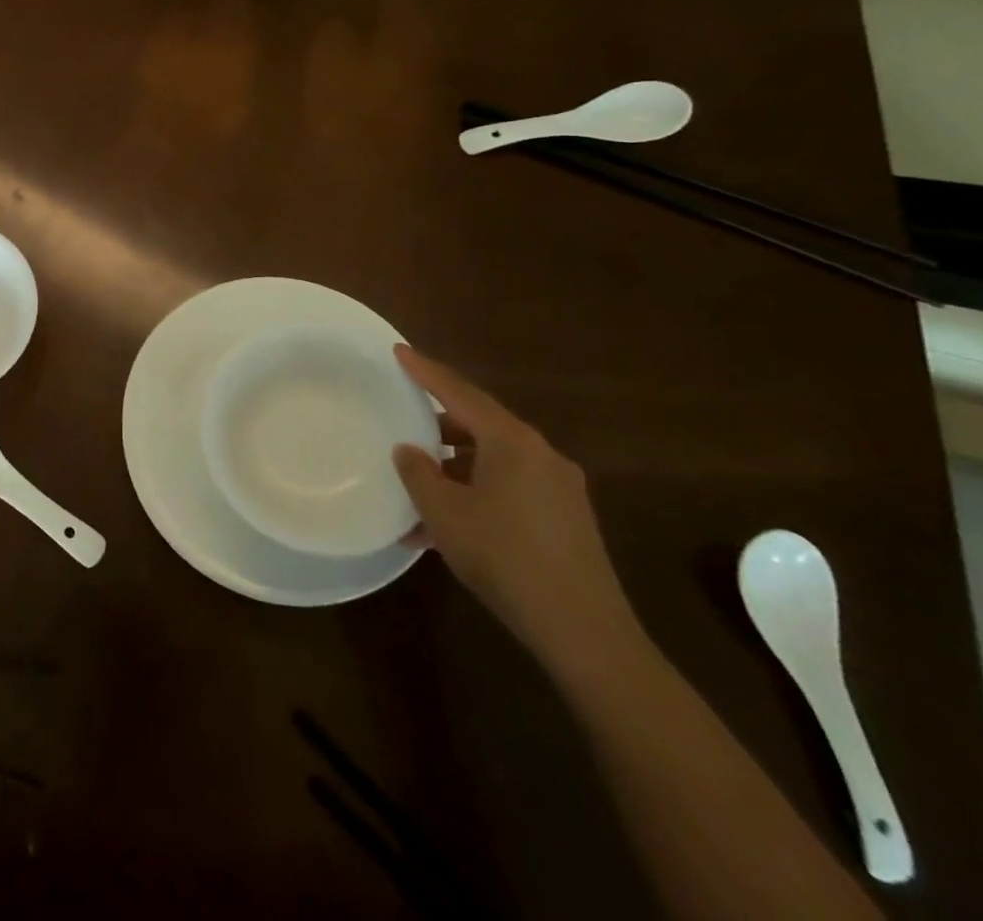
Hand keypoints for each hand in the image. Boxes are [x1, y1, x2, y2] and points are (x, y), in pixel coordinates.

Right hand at [392, 346, 643, 678]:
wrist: (583, 631)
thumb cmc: (505, 558)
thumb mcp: (445, 513)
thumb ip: (419, 473)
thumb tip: (409, 450)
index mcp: (512, 442)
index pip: (459, 393)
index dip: (425, 371)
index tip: (399, 351)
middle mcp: (541, 454)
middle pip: (481, 423)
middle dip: (440, 423)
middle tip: (405, 421)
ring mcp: (559, 487)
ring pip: (494, 459)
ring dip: (456, 465)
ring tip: (420, 484)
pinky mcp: (566, 518)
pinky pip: (510, 487)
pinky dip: (477, 491)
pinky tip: (449, 523)